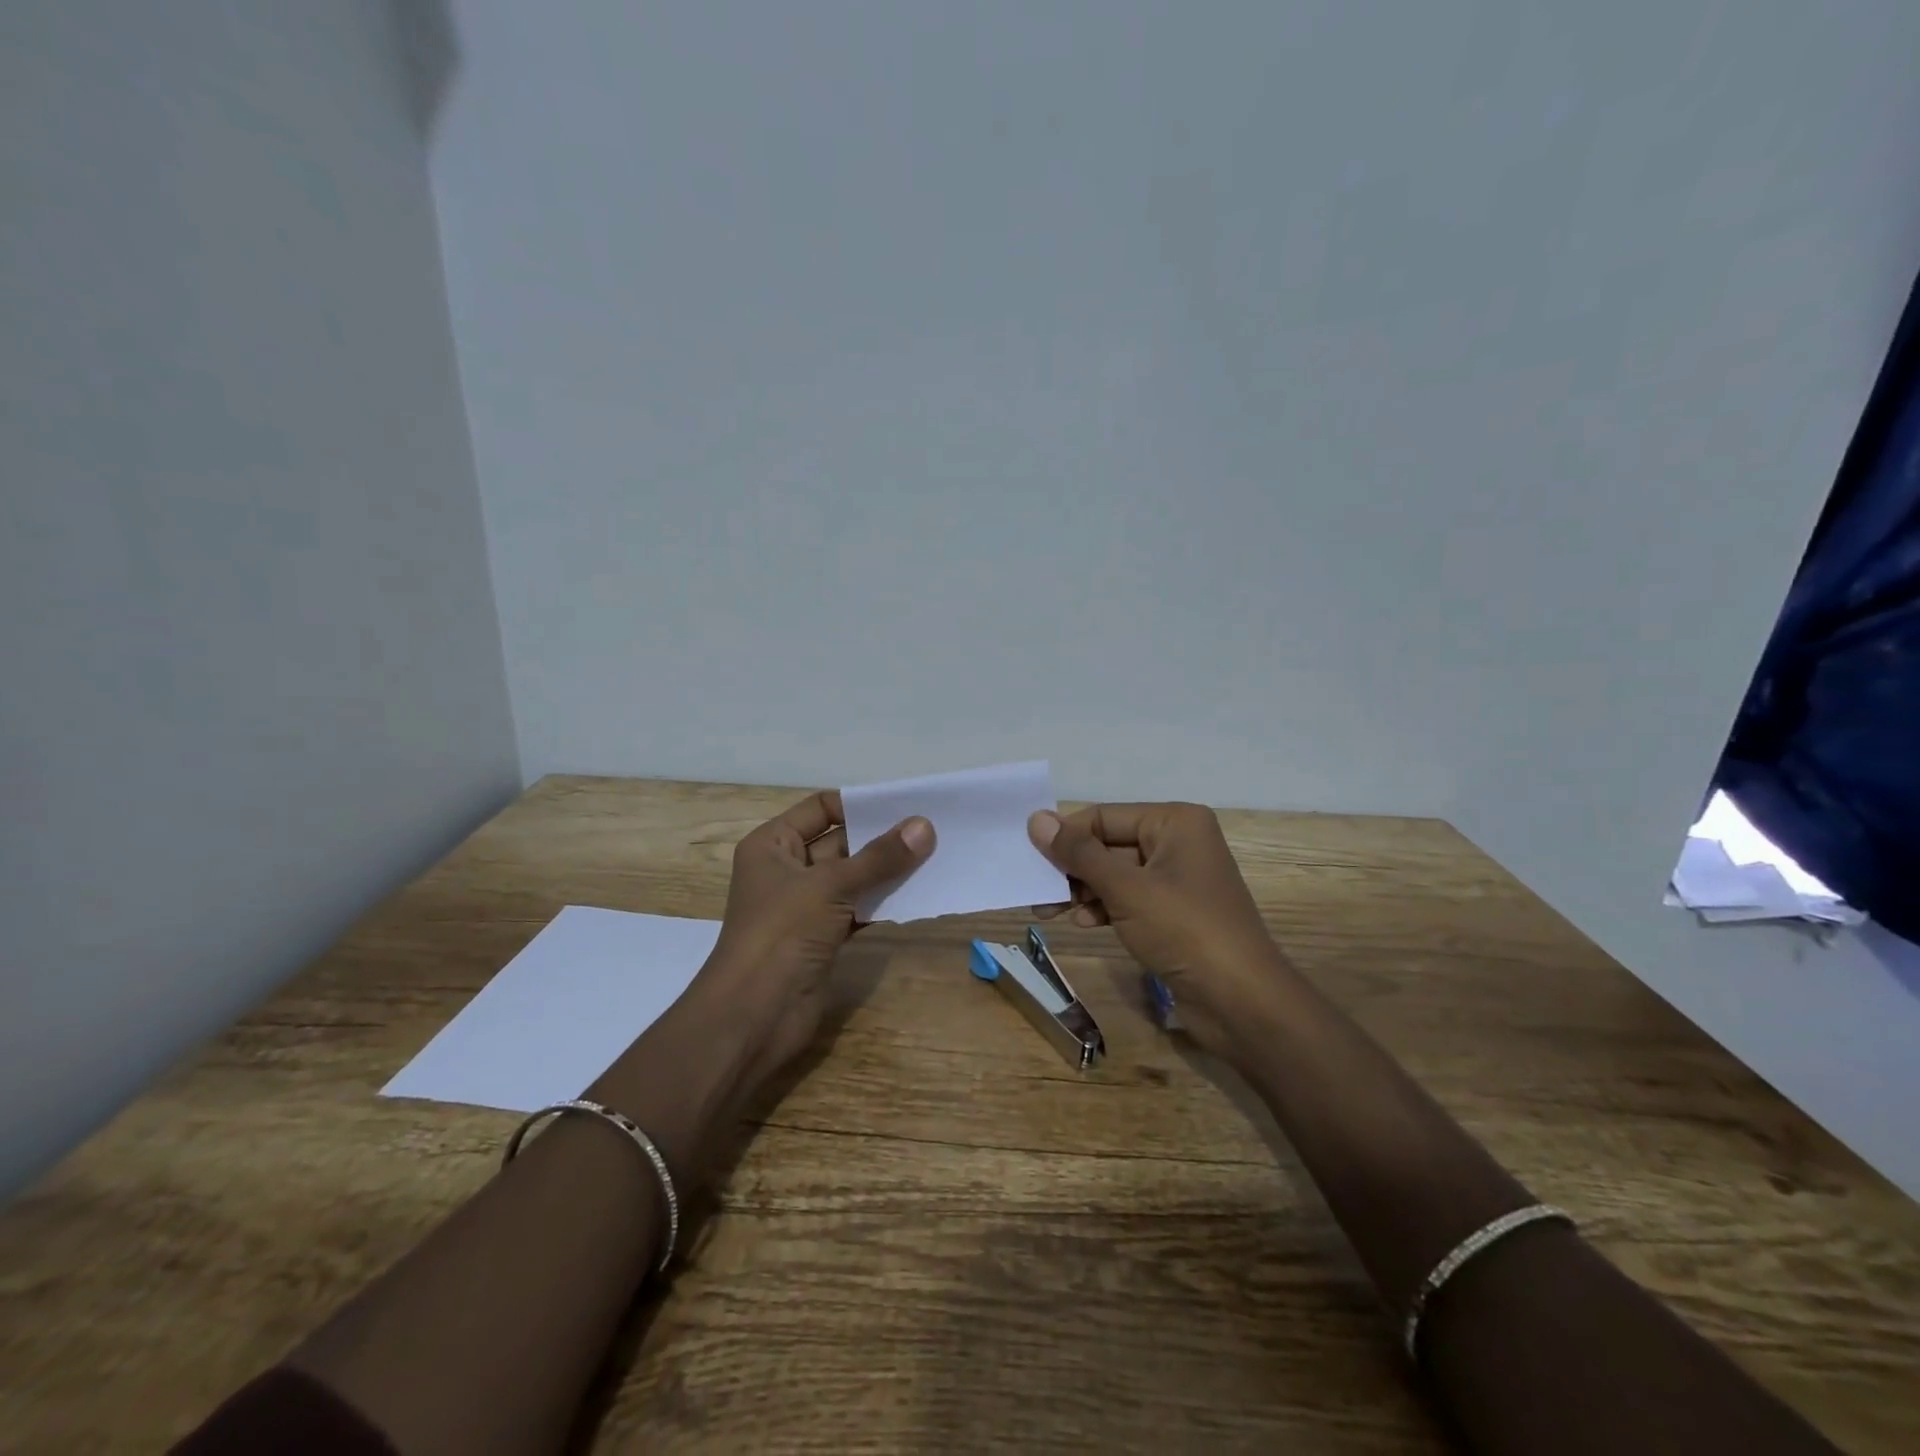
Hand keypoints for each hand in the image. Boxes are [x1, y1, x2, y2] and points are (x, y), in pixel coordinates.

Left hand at [696, 791, 933, 1089]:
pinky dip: (882, 903)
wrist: (753, 1016)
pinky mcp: (822, 937)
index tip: (904, 806)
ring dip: (887, 871)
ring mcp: (804, 906)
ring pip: (852, 878)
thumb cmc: (781, 933)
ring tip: (934, 859)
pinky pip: (857, 909)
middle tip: (931, 832)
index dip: (858, 805)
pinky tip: (917, 896)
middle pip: (840, 842)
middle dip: (881, 838)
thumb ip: (879, 857)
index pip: (820, 808)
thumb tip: (924, 826)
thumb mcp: (830, 886)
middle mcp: (787, 869)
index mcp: (773, 844)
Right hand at [1028, 803, 1287, 1054]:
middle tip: (1035, 891)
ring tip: (1049, 911)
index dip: (1065, 837)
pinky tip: (1084, 923)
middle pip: (1108, 845)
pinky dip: (1105, 907)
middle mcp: (1178, 842)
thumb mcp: (1126, 889)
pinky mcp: (1175, 912)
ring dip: (1083, 891)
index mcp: (1175, 821)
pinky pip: (1129, 898)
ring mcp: (1178, 879)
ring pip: (1115, 874)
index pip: (1103, 817)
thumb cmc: (1185, 931)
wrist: (1243, 1002)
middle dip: (1072, 869)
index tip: (1028, 860)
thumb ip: (1079, 854)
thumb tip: (1036, 819)